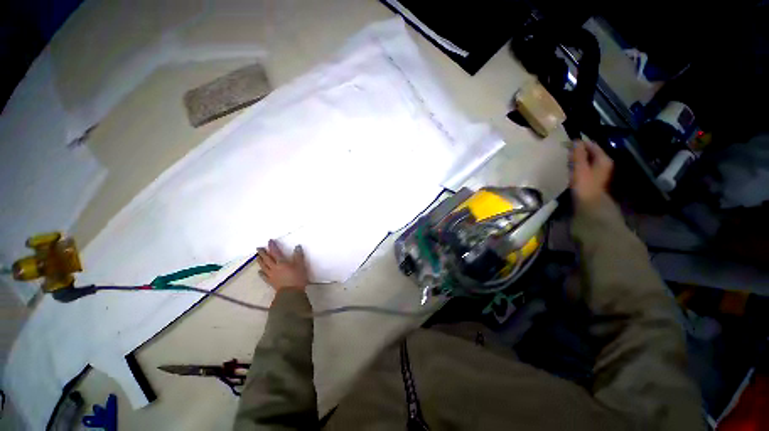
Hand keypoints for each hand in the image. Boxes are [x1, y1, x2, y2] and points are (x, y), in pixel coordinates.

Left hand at [257, 240, 308, 290]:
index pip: (276, 252)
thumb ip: (298, 255)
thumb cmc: (297, 278)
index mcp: (281, 262)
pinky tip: (259, 271)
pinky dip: (261, 273)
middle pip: (267, 259)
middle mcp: (274, 267)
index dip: (272, 246)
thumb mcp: (301, 265)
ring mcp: (271, 275)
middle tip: (258, 248)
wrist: (291, 293)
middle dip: (263, 253)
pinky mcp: (271, 282)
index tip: (269, 241)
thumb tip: (297, 246)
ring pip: (264, 267)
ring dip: (260, 261)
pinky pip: (264, 276)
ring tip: (257, 257)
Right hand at [571, 140, 612, 207]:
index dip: (580, 144)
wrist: (590, 204)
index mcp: (603, 159)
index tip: (567, 145)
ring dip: (577, 159)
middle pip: (591, 152)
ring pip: (588, 160)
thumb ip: (578, 154)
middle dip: (578, 152)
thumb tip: (576, 141)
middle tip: (566, 154)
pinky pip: (586, 167)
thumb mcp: (580, 168)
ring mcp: (600, 171)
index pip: (592, 145)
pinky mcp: (594, 178)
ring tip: (567, 161)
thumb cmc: (585, 185)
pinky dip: (579, 166)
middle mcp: (604, 163)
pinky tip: (571, 170)